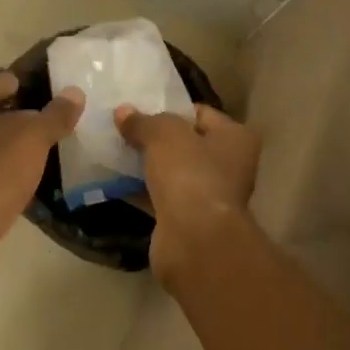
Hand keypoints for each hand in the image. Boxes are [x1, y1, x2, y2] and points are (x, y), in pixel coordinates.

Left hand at [0, 72, 84, 300]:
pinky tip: (37, 188)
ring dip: (16, 151)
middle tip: (49, 117)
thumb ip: (52, 117)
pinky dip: (14, 182)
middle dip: (14, 117)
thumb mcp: (28, 140)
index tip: (25, 82)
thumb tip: (74, 92)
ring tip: (51, 151)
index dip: (1, 82)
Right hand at [114, 103, 260, 287]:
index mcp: (235, 138)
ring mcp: (209, 195)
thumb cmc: (190, 174)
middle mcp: (230, 166)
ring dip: (147, 165)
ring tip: (114, 152)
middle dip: (156, 139)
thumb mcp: (163, 135)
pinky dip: (141, 190)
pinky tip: (115, 181)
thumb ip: (143, 121)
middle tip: (124, 130)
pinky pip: (161, 197)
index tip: (140, 109)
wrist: (194, 240)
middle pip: (186, 143)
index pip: (200, 113)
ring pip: (172, 172)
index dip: (170, 109)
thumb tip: (123, 112)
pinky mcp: (188, 220)